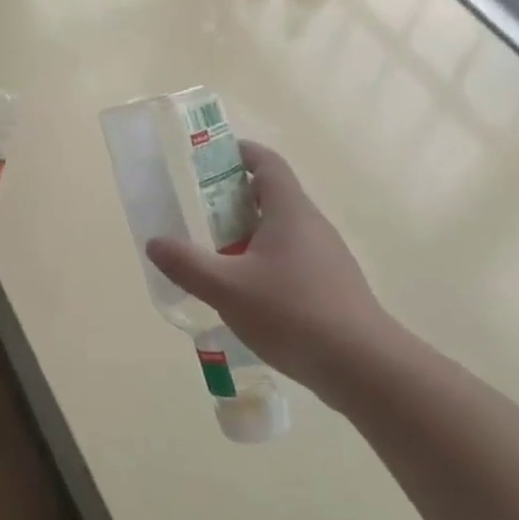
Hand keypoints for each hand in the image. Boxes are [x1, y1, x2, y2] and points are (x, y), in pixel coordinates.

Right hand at [145, 141, 398, 406]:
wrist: (363, 365)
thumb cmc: (292, 313)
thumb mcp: (227, 289)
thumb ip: (187, 264)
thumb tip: (155, 242)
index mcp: (290, 211)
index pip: (267, 164)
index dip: (241, 153)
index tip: (211, 159)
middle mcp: (311, 225)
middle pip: (272, 196)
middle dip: (233, 199)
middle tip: (198, 213)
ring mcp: (326, 256)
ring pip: (281, 230)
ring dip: (248, 233)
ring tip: (215, 255)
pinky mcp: (332, 285)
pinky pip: (291, 258)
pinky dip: (264, 261)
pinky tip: (247, 294)